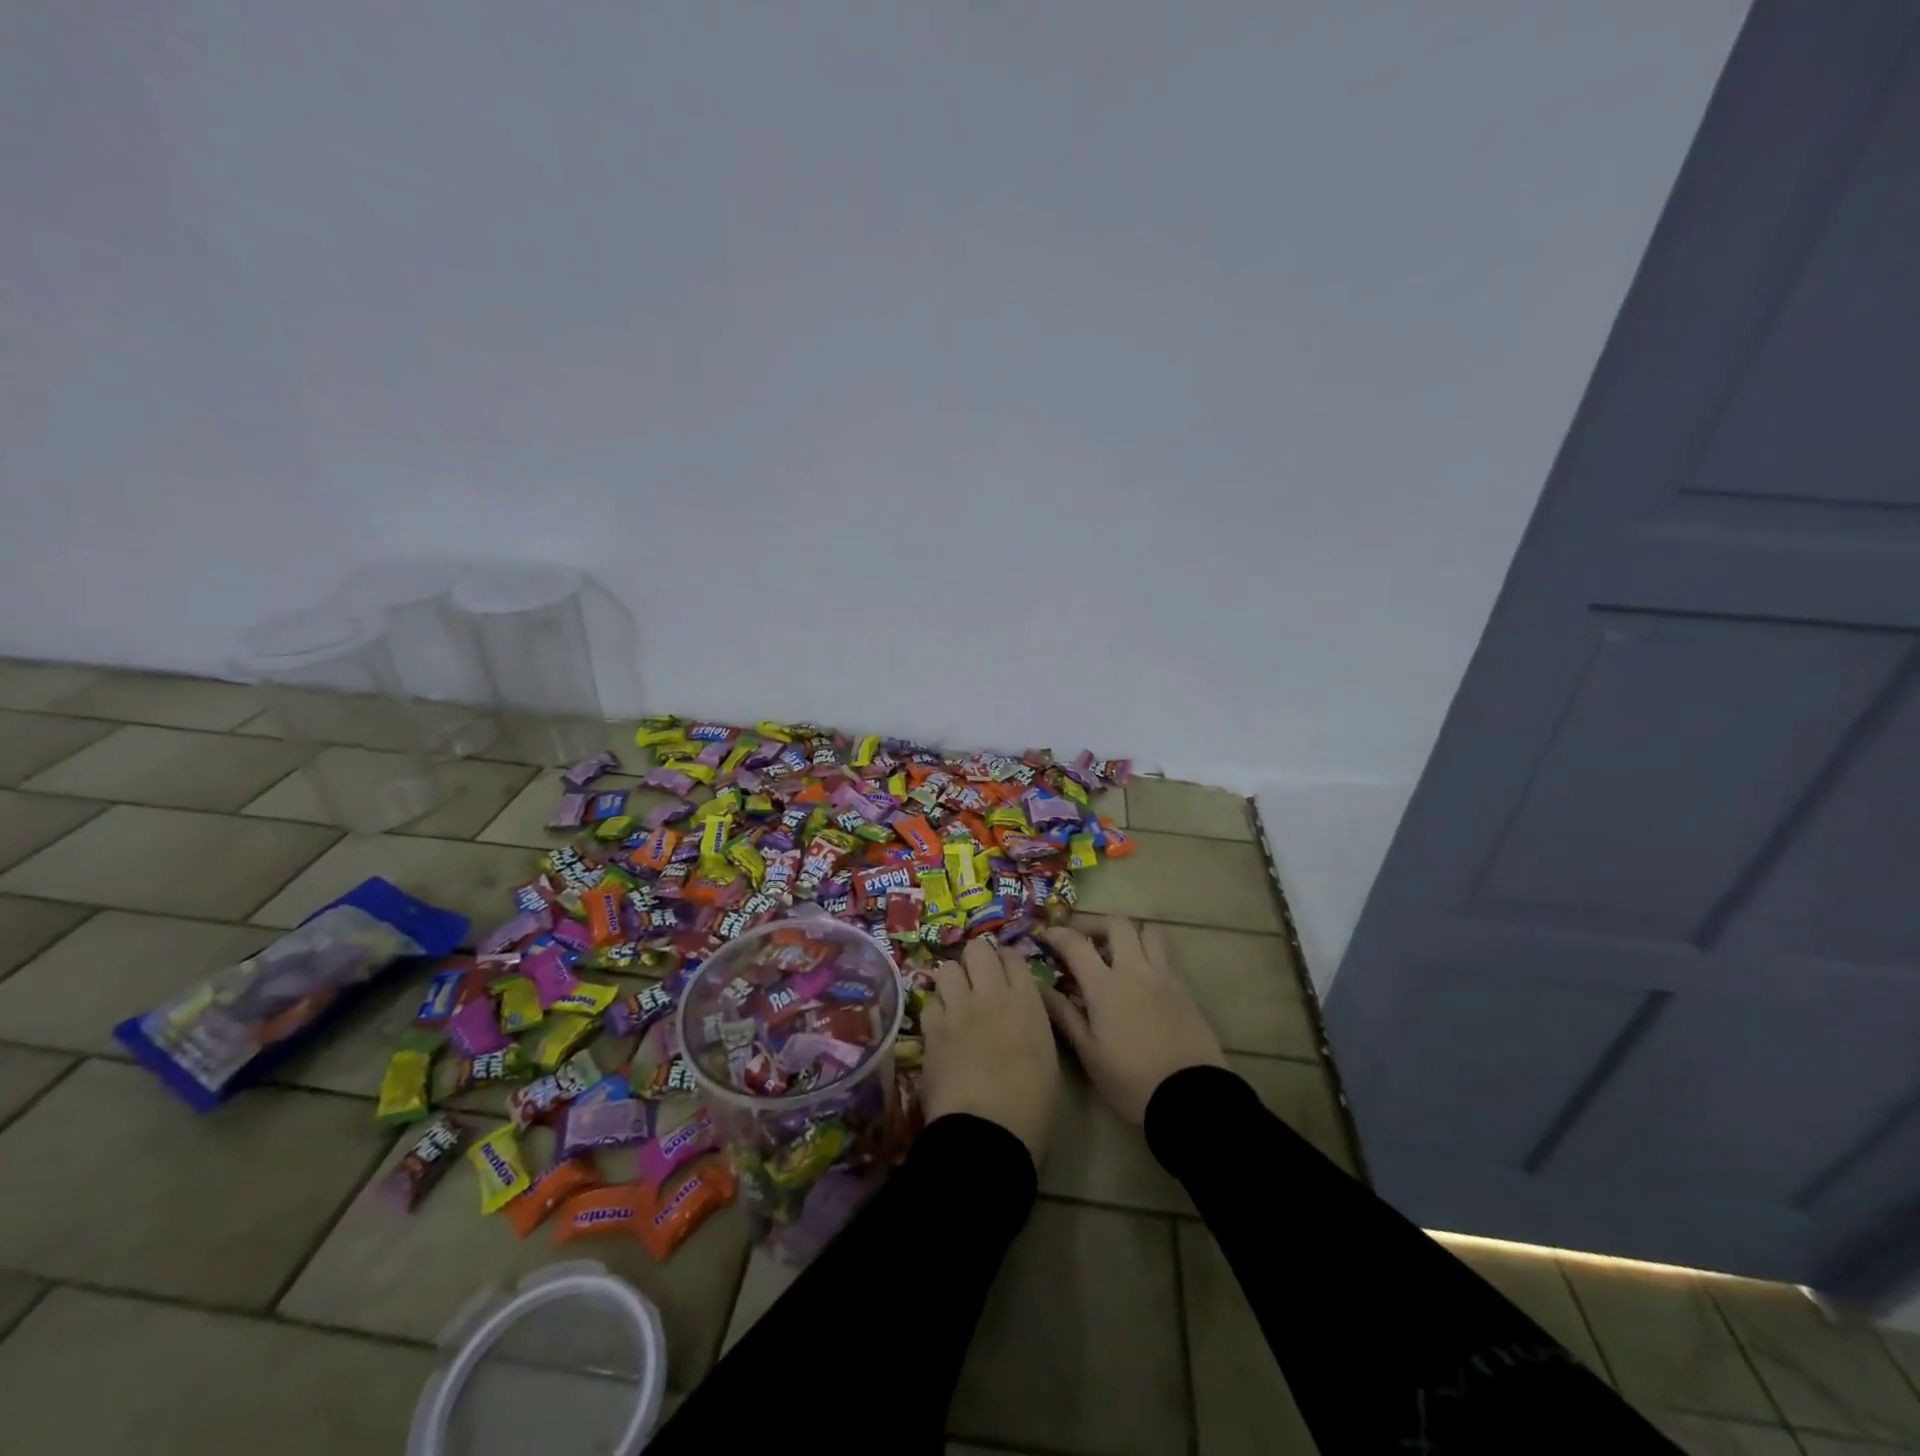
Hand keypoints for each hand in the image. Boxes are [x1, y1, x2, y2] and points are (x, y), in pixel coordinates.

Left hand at [920, 937, 1060, 1167]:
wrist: (986, 1134)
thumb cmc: (1031, 1107)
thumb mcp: (1047, 1058)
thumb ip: (1032, 1023)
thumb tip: (1021, 1013)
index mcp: (1026, 1002)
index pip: (1013, 957)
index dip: (1007, 961)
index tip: (1006, 973)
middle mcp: (991, 995)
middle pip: (977, 949)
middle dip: (977, 960)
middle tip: (979, 980)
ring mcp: (957, 1009)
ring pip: (947, 969)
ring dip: (952, 981)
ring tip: (956, 1000)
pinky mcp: (931, 1030)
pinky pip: (929, 1003)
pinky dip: (936, 1011)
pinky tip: (940, 1027)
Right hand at [1038, 916, 1226, 1122]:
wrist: (1190, 1097)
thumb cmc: (1131, 1080)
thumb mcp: (1089, 1053)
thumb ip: (1063, 1014)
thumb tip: (1037, 987)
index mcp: (1105, 985)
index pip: (1075, 943)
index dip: (1057, 934)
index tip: (1045, 937)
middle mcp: (1135, 970)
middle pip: (1117, 923)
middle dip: (1096, 924)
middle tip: (1084, 940)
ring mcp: (1164, 977)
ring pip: (1149, 932)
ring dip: (1130, 934)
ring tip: (1118, 953)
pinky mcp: (1185, 990)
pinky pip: (1166, 957)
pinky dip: (1150, 955)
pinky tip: (1143, 979)